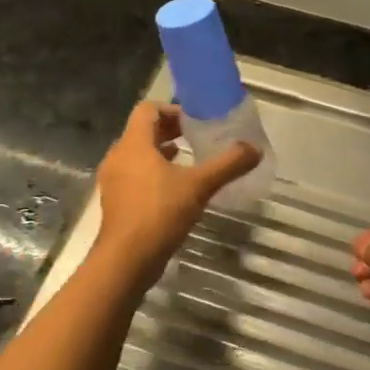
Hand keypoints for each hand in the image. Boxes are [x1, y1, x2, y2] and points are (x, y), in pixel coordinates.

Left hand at [95, 102, 260, 272]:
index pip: (148, 110)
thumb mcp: (199, 186)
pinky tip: (175, 187)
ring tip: (188, 158)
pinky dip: (153, 172)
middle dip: (169, 130)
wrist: (127, 259)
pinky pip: (134, 175)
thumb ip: (228, 165)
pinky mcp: (116, 201)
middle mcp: (118, 156)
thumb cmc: (159, 212)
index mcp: (134, 144)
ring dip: (160, 152)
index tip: (194, 120)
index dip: (171, 109)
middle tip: (196, 136)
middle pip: (142, 131)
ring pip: (137, 154)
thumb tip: (255, 149)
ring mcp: (113, 180)